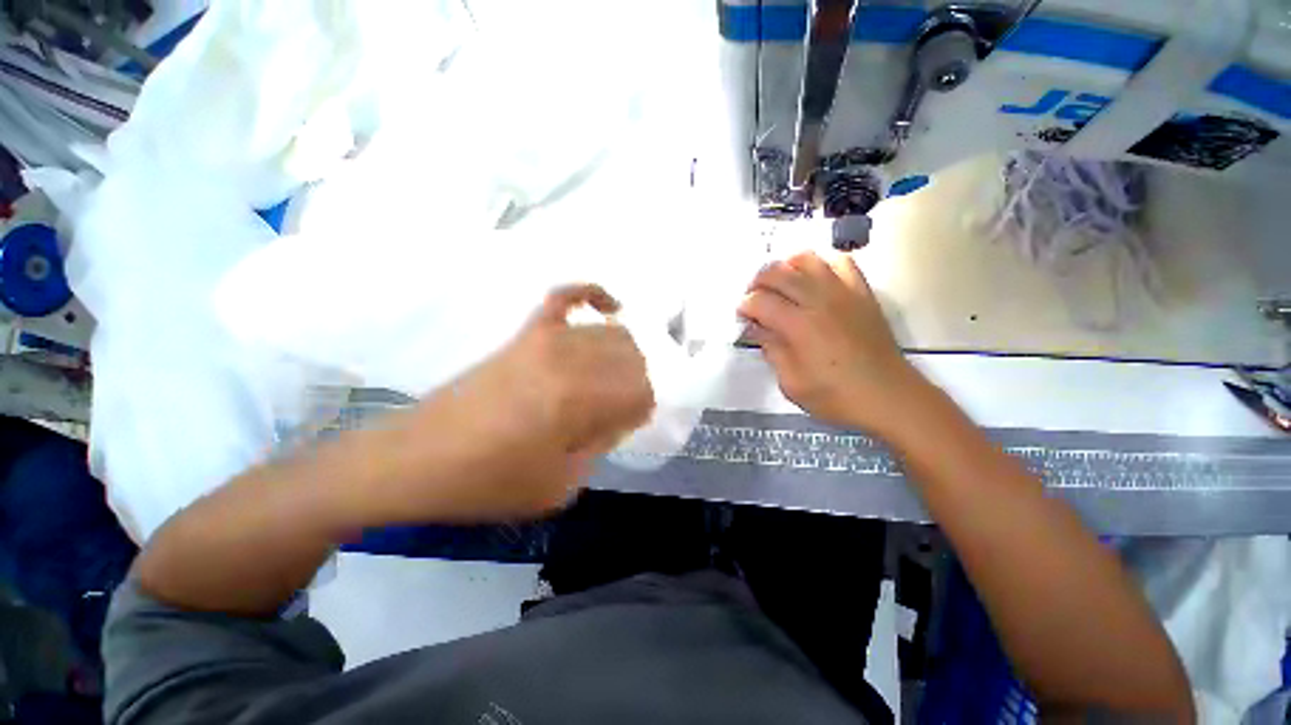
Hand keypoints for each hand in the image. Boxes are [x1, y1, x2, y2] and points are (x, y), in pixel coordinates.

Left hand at [405, 284, 654, 519]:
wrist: (417, 460)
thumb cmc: (489, 482)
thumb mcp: (561, 485)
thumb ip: (601, 444)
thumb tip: (619, 416)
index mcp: (580, 399)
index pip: (641, 391)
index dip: (640, 412)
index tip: (625, 427)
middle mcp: (570, 358)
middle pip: (632, 357)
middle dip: (635, 384)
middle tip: (617, 408)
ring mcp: (545, 338)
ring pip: (611, 332)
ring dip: (622, 356)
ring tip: (608, 380)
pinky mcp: (526, 332)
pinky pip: (566, 296)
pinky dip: (592, 294)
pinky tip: (607, 306)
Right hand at [738, 251, 922, 434]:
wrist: (888, 396)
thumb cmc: (835, 396)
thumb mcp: (792, 383)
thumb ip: (772, 350)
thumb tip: (757, 328)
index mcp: (798, 325)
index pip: (759, 301)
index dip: (744, 307)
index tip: (742, 318)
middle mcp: (818, 300)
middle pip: (777, 272)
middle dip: (757, 282)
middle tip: (754, 299)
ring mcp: (843, 292)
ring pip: (807, 259)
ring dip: (785, 267)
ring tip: (780, 284)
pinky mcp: (862, 292)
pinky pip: (841, 262)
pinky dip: (822, 265)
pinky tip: (815, 280)